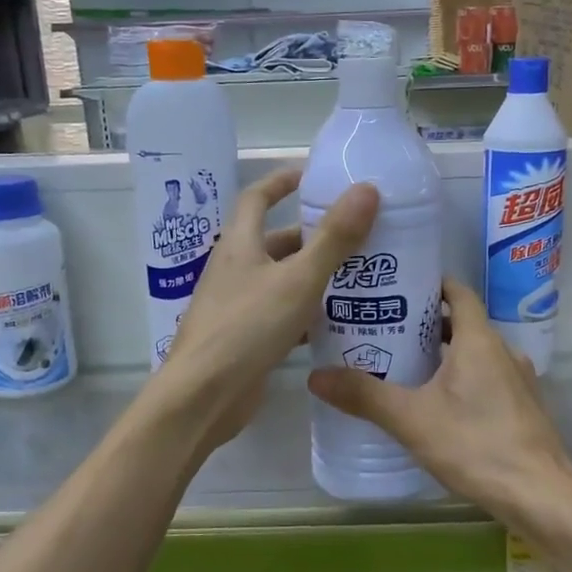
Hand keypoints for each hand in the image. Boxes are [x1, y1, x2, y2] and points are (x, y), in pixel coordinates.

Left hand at [155, 166, 378, 454]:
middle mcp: (235, 270)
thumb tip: (367, 189)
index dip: (282, 182)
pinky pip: (280, 315)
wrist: (204, 396)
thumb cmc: (247, 327)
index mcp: (239, 244)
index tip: (313, 175)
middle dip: (312, 236)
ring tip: (358, 276)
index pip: (257, 198)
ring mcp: (237, 306)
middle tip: (356, 236)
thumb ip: (334, 238)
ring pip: (281, 281)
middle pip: (275, 242)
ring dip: (313, 276)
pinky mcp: (245, 339)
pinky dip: (306, 313)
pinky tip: (336, 322)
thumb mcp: (299, 279)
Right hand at [307, 278, 571, 527]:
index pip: (457, 292)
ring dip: (444, 354)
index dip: (429, 285)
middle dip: (426, 324)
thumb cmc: (476, 446)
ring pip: (476, 353)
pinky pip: (488, 378)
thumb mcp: (412, 420)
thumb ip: (364, 396)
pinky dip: (462, 378)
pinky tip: (438, 404)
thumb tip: (315, 375)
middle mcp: (504, 351)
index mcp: (479, 340)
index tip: (395, 287)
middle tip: (385, 330)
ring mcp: (519, 380)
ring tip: (405, 367)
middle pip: (463, 323)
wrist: (541, 496)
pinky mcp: (524, 407)